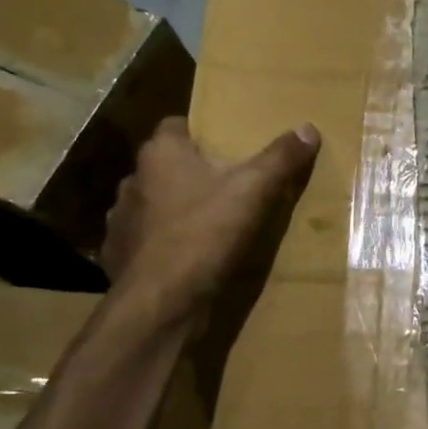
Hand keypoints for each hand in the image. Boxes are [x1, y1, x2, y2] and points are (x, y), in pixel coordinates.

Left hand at [100, 117, 320, 325]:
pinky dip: (164, 241)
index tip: (226, 144)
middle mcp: (133, 179)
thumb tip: (308, 128)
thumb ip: (280, 158)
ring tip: (209, 220)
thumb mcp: (254, 190)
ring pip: (154, 202)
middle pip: (166, 165)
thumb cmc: (204, 233)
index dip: (200, 132)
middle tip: (227, 182)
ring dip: (175, 207)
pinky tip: (188, 254)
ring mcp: (121, 219)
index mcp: (161, 153)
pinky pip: (146, 238)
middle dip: (192, 171)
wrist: (159, 303)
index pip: (175, 125)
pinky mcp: (119, 255)